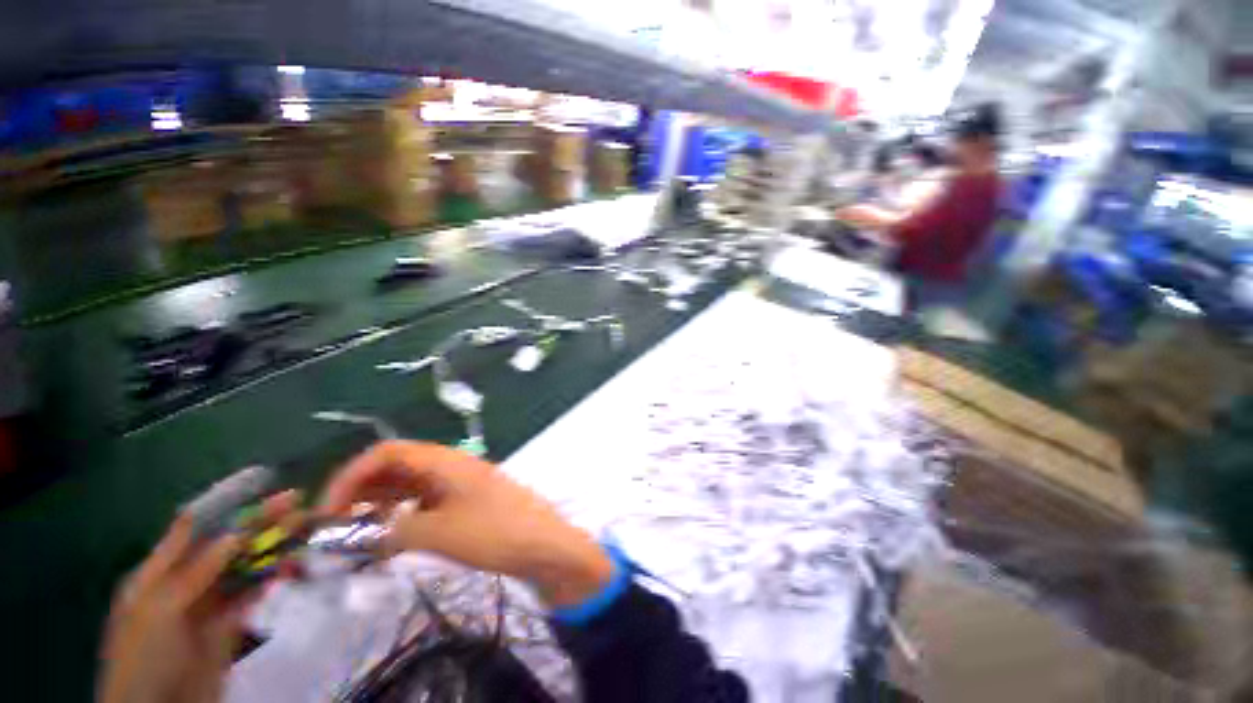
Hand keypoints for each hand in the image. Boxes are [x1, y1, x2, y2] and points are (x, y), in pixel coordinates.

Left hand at [98, 491, 300, 702]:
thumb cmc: (145, 656)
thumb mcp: (160, 610)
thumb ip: (195, 570)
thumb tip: (235, 532)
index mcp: (158, 573)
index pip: (193, 530)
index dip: (225, 506)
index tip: (260, 485)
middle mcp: (185, 583)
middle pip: (225, 546)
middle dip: (259, 523)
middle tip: (297, 503)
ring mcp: (208, 606)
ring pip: (244, 568)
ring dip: (272, 548)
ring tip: (304, 529)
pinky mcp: (229, 626)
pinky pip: (253, 595)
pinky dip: (272, 579)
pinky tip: (292, 566)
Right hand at [321, 441, 613, 607]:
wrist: (543, 544)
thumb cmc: (495, 532)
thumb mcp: (439, 533)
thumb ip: (393, 529)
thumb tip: (357, 530)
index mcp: (445, 461)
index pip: (388, 452)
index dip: (351, 474)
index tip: (327, 509)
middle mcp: (450, 466)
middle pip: (396, 466)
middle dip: (362, 490)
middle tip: (336, 526)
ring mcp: (459, 484)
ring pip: (409, 485)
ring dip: (380, 505)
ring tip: (358, 537)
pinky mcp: (466, 502)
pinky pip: (425, 502)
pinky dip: (402, 516)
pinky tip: (391, 541)